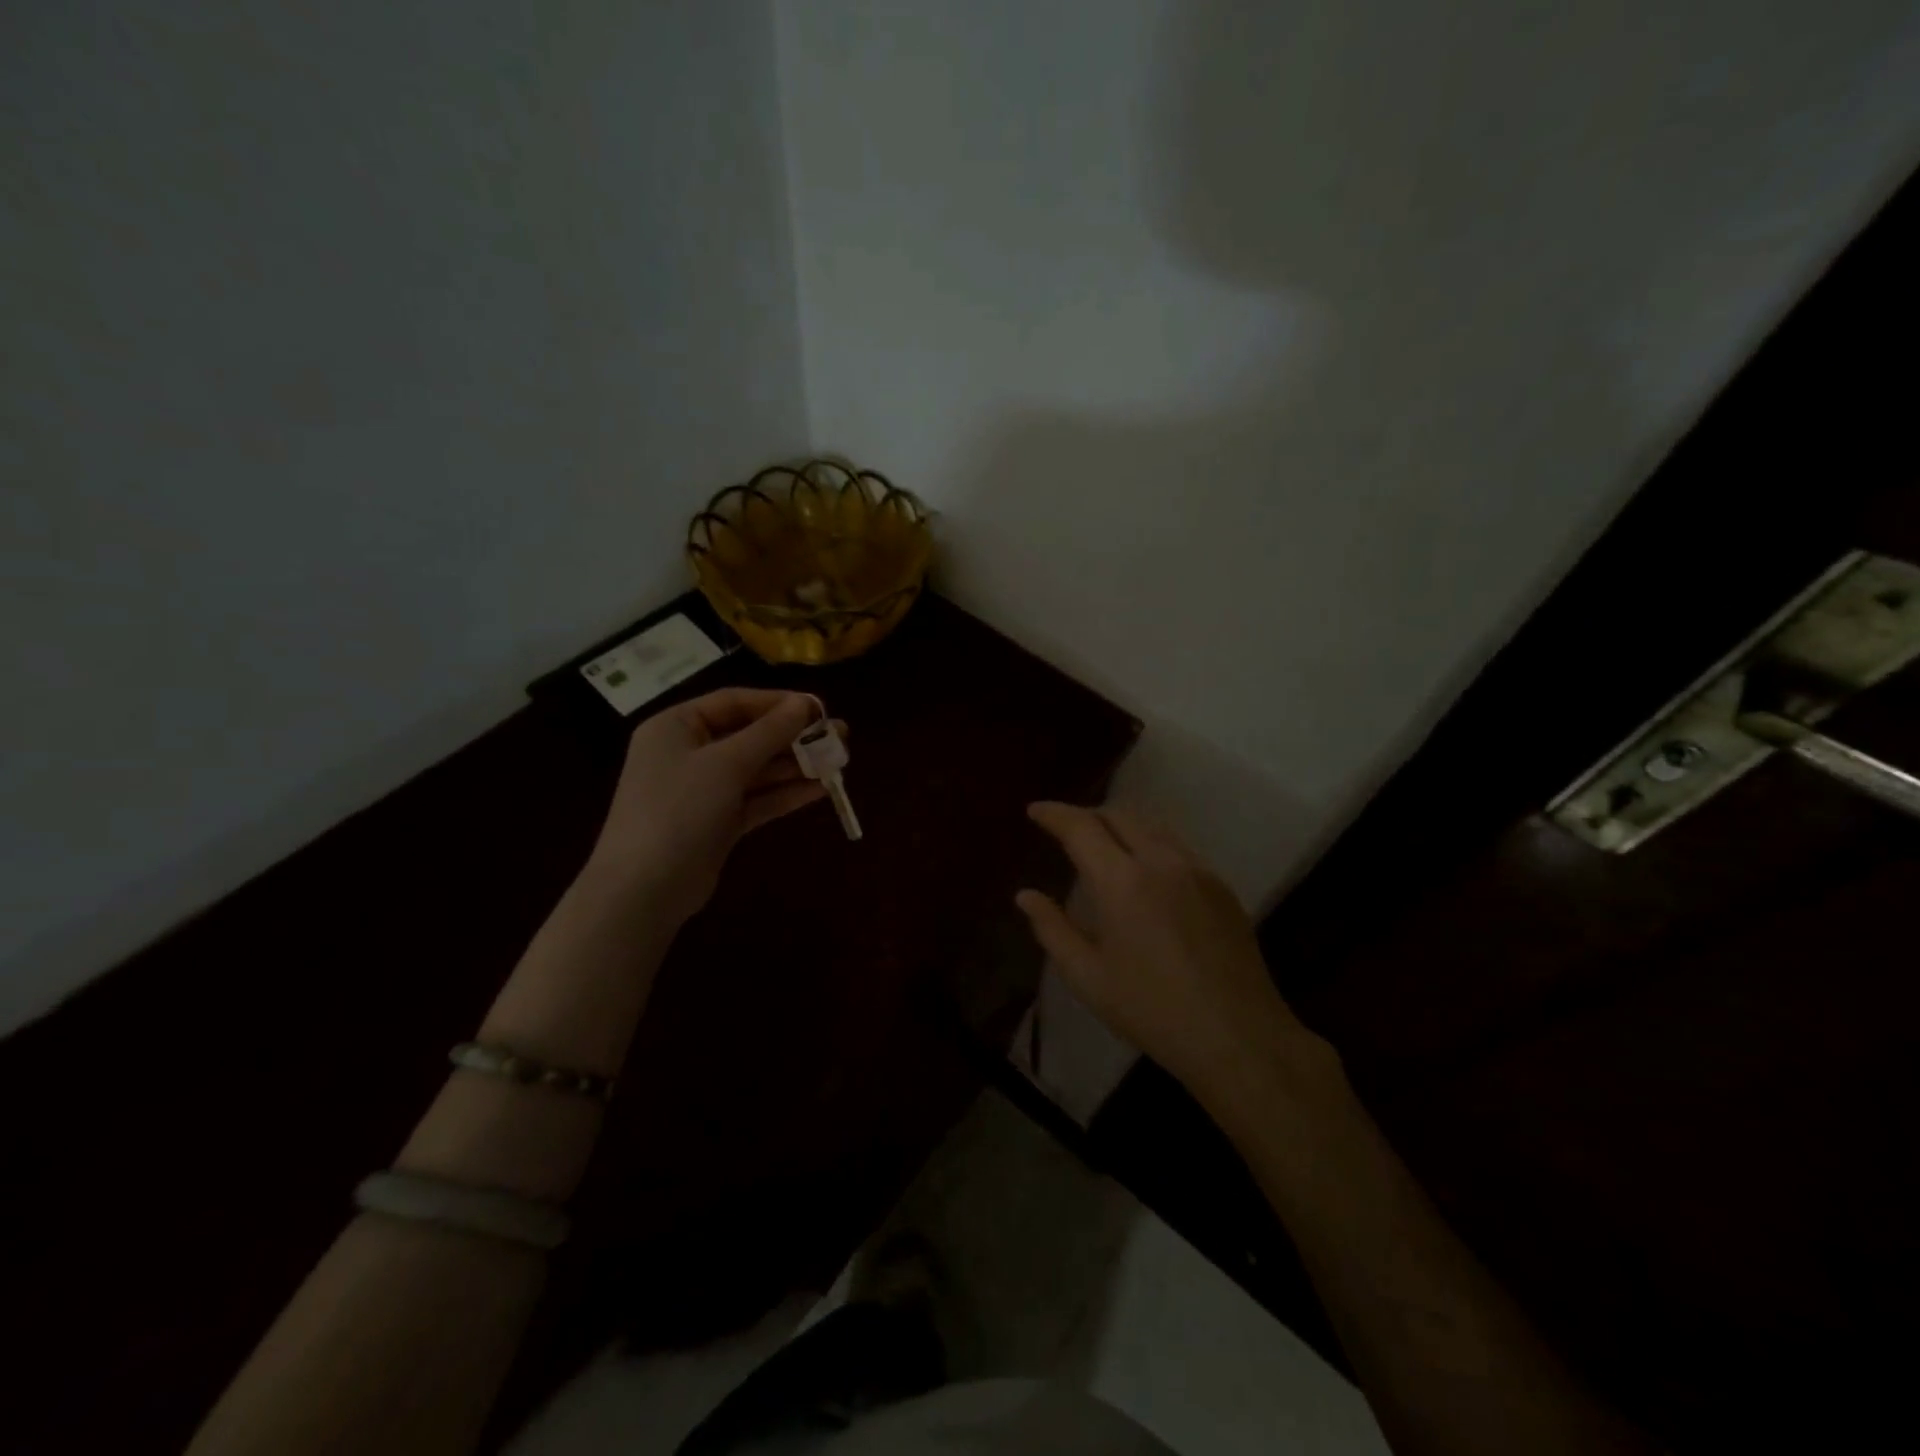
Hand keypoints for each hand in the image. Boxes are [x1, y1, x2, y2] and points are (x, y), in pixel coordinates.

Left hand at [583, 688, 837, 925]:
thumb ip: (769, 733)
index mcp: (676, 726)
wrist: (644, 890)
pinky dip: (786, 794)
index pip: (734, 702)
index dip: (778, 703)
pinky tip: (821, 790)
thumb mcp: (725, 763)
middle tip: (839, 735)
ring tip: (839, 761)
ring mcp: (703, 790)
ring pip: (757, 769)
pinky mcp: (718, 822)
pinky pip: (757, 799)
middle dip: (794, 736)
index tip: (820, 708)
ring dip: (796, 765)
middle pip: (749, 736)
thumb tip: (805, 704)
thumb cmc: (678, 810)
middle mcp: (688, 753)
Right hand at [1015, 801, 1337, 1106]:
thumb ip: (1051, 929)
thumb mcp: (1087, 977)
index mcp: (1122, 881)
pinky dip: (1149, 842)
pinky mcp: (1221, 886)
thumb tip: (1025, 895)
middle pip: (1119, 814)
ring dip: (1120, 824)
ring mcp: (1197, 870)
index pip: (1081, 826)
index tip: (1035, 811)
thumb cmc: (1151, 1010)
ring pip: (1152, 825)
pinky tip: (1143, 871)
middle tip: (1064, 829)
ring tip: (1101, 843)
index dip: (1054, 813)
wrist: (1238, 1037)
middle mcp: (1162, 861)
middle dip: (1087, 814)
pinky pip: (1177, 846)